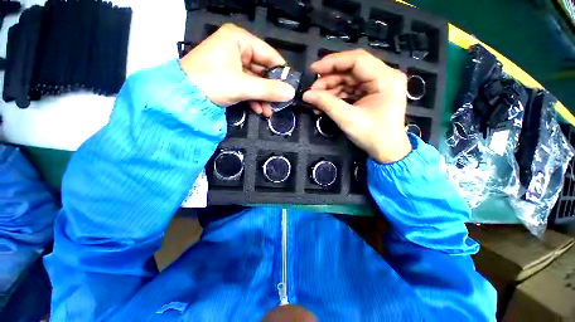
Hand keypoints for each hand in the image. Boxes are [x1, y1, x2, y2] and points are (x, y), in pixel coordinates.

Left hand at [179, 24, 294, 115]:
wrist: (182, 97)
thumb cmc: (212, 82)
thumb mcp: (243, 86)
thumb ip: (269, 89)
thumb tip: (291, 93)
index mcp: (239, 40)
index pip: (269, 54)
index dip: (281, 72)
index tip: (290, 87)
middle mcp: (236, 49)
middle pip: (262, 70)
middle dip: (270, 90)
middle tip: (280, 103)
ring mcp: (232, 64)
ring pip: (255, 81)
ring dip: (263, 98)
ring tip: (269, 112)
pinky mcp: (229, 77)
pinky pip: (247, 87)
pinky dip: (253, 99)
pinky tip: (259, 110)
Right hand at [303, 50, 410, 163]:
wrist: (386, 151)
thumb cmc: (373, 136)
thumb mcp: (348, 119)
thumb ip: (327, 104)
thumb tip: (306, 95)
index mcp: (385, 78)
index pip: (357, 60)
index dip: (333, 62)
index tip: (314, 69)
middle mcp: (383, 77)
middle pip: (351, 70)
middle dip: (329, 79)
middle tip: (312, 91)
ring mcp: (377, 85)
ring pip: (348, 80)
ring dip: (330, 89)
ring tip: (315, 100)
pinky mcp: (370, 94)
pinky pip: (350, 90)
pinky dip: (336, 96)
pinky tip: (324, 104)